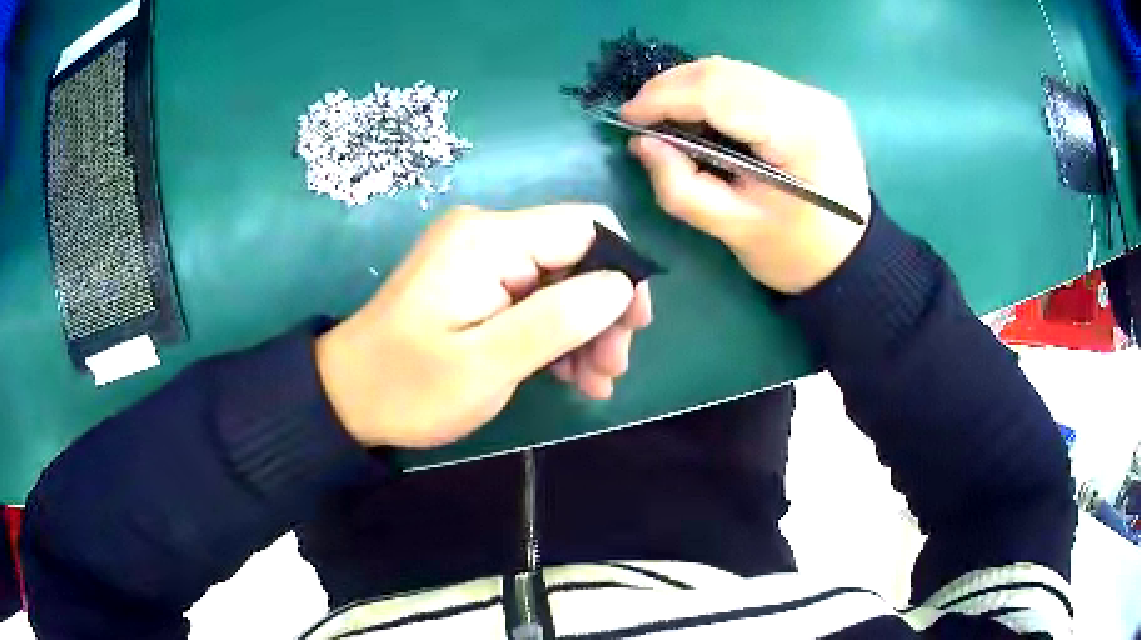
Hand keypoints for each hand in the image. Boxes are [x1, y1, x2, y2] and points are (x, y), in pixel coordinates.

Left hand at [315, 205, 652, 448]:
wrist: (346, 396)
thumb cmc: (410, 386)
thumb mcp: (487, 364)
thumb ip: (558, 320)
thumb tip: (621, 286)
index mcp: (490, 239)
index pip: (588, 226)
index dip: (623, 273)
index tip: (633, 330)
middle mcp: (488, 233)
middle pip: (577, 254)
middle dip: (604, 310)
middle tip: (612, 370)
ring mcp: (480, 256)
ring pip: (561, 278)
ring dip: (585, 327)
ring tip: (595, 383)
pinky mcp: (474, 280)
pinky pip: (534, 295)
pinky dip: (556, 331)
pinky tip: (570, 374)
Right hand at [623, 56, 871, 293]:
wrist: (850, 258)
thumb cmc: (797, 253)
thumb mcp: (734, 230)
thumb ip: (681, 188)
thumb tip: (641, 144)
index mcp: (799, 134)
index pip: (719, 93)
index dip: (664, 98)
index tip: (627, 118)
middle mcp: (809, 100)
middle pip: (724, 71)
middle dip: (671, 87)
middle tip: (640, 116)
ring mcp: (812, 94)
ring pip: (733, 70)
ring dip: (689, 87)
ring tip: (663, 116)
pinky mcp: (808, 97)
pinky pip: (747, 80)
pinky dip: (713, 91)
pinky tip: (699, 114)